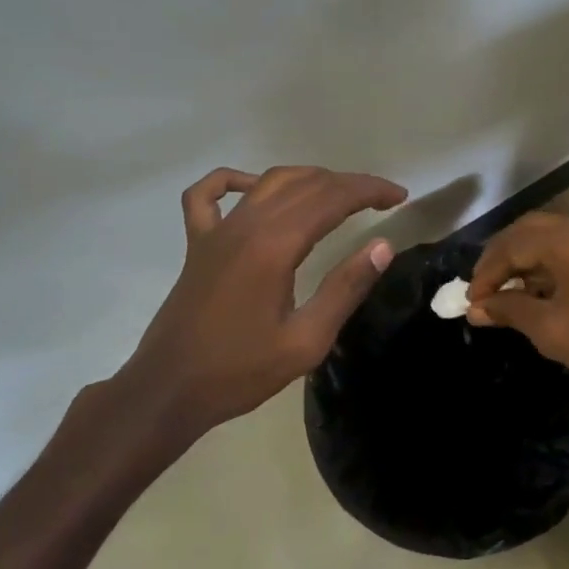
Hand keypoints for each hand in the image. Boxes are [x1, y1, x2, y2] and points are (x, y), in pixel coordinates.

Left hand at [82, 165, 406, 459]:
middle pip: (306, 184)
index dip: (369, 191)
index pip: (332, 198)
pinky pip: (207, 194)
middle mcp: (246, 225)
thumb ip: (345, 289)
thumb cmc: (241, 371)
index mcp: (275, 246)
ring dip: (309, 179)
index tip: (399, 197)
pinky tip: (253, 187)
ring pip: (268, 181)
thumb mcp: (306, 341)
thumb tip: (382, 246)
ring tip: (339, 193)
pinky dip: (232, 180)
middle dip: (349, 184)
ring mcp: (216, 230)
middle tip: (380, 198)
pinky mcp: (198, 243)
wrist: (169, 389)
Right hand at [466, 212, 568, 426]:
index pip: (515, 243)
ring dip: (527, 261)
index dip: (487, 271)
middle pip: (533, 230)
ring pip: (555, 236)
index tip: (470, 300)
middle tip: (481, 290)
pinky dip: (552, 265)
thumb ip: (509, 309)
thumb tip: (476, 308)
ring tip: (503, 294)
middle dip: (503, 259)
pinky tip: (535, 291)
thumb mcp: (551, 330)